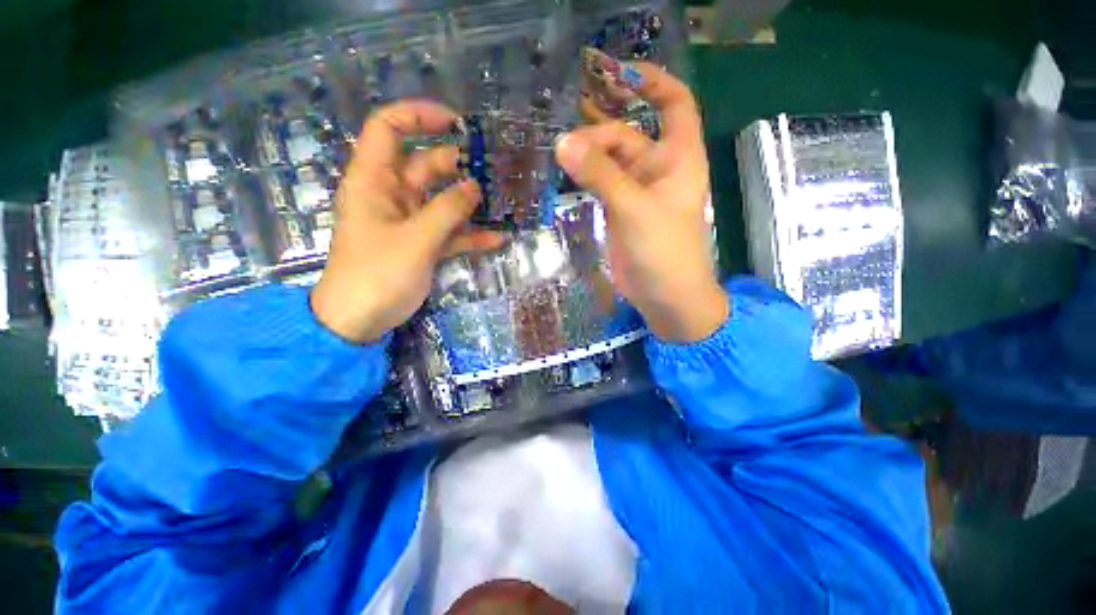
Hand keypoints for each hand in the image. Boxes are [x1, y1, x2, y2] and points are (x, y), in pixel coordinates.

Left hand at [311, 101, 500, 342]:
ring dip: (470, 200)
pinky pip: (450, 231)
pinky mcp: (423, 243)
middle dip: (459, 164)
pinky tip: (498, 238)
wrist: (360, 319)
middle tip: (494, 170)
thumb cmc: (377, 274)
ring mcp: (410, 220)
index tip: (456, 124)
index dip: (419, 117)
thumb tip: (475, 186)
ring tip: (502, 200)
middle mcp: (392, 194)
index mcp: (375, 180)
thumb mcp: (415, 239)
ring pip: (443, 200)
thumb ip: (447, 211)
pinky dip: (471, 234)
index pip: (389, 128)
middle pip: (426, 165)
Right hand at [556, 63, 726, 342]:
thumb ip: (600, 175)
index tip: (618, 74)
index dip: (652, 82)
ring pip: (610, 161)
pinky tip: (564, 173)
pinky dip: (584, 177)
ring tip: (557, 151)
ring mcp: (636, 191)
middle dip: (599, 132)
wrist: (665, 296)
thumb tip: (562, 143)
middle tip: (565, 143)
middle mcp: (658, 169)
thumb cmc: (664, 251)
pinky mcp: (619, 211)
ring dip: (587, 154)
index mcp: (677, 158)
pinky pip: (600, 183)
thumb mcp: (634, 209)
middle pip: (627, 134)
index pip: (674, 103)